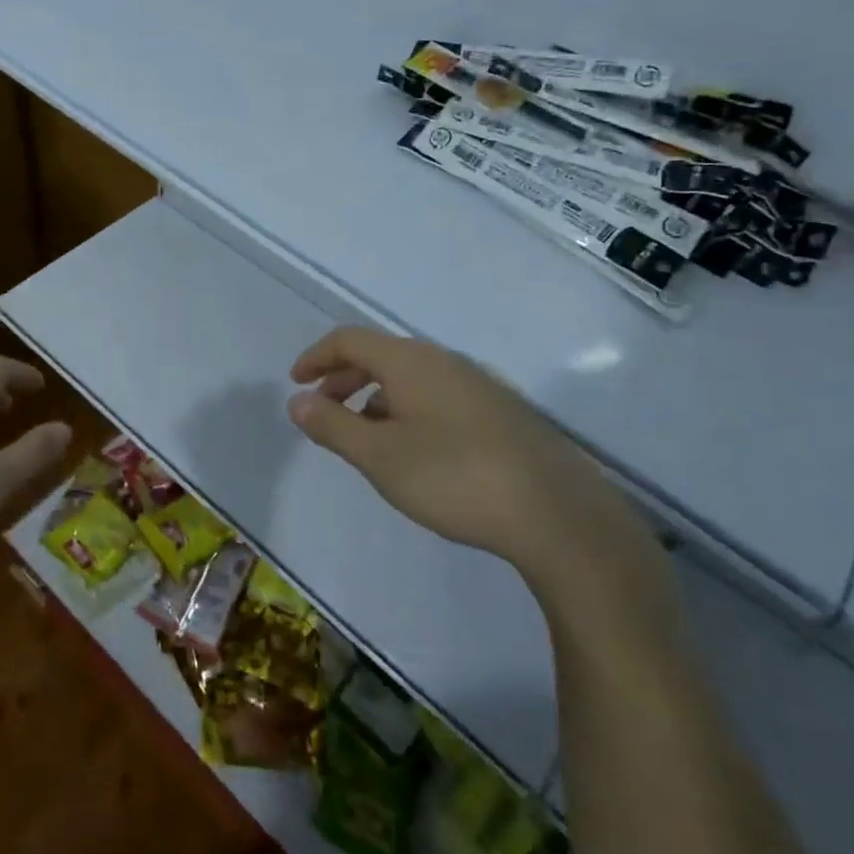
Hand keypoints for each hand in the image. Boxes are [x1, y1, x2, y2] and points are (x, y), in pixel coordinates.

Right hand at [286, 327, 661, 603]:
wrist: (557, 513)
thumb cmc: (454, 477)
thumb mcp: (380, 456)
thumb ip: (333, 426)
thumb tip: (297, 402)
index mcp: (410, 361)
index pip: (349, 340)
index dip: (316, 357)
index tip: (296, 383)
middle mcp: (444, 361)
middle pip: (380, 355)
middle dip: (343, 378)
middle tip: (322, 411)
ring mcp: (478, 384)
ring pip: (411, 377)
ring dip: (375, 397)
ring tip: (364, 438)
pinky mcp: (501, 412)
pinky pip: (437, 395)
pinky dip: (407, 409)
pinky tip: (414, 450)